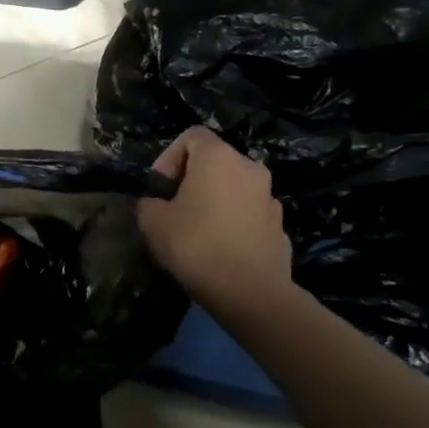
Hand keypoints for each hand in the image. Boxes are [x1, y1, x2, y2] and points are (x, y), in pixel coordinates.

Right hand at [136, 127, 291, 311]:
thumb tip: (154, 204)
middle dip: (191, 180)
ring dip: (214, 201)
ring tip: (196, 232)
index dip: (169, 157)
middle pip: (215, 161)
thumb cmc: (196, 245)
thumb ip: (148, 203)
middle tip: (173, 209)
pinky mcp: (279, 226)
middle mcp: (250, 168)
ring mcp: (270, 197)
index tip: (160, 188)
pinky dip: (233, 223)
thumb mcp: (152, 222)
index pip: (192, 135)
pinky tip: (219, 250)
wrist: (250, 292)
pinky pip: (248, 214)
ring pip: (233, 188)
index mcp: (219, 157)